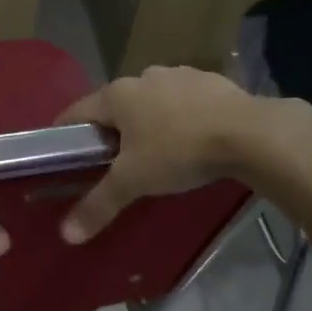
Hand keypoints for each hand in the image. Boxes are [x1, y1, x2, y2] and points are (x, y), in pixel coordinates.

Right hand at [53, 67, 268, 243]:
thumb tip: (66, 235)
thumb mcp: (133, 182)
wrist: (250, 134)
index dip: (64, 135)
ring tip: (154, 154)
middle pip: (115, 107)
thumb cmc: (178, 151)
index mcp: (117, 95)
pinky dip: (179, 118)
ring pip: (151, 102)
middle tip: (111, 164)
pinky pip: (183, 102)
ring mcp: (180, 75)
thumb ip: (98, 205)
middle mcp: (144, 77)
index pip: (76, 112)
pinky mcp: (211, 82)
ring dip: (147, 123)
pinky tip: (190, 141)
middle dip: (110, 132)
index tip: (61, 156)